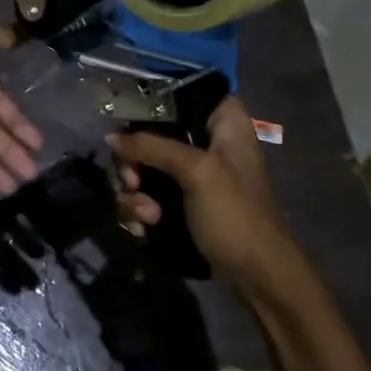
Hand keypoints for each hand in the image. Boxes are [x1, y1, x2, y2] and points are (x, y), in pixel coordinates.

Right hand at [108, 96, 295, 291]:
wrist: (259, 278)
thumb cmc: (235, 215)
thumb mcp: (196, 172)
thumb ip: (151, 146)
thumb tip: (110, 137)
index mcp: (223, 121)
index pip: (180, 92)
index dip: (150, 105)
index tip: (129, 127)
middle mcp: (206, 140)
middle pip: (151, 133)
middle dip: (134, 162)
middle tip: (133, 183)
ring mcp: (192, 174)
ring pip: (143, 167)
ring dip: (134, 193)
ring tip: (146, 217)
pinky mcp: (181, 203)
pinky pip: (146, 195)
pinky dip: (139, 210)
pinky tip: (142, 227)